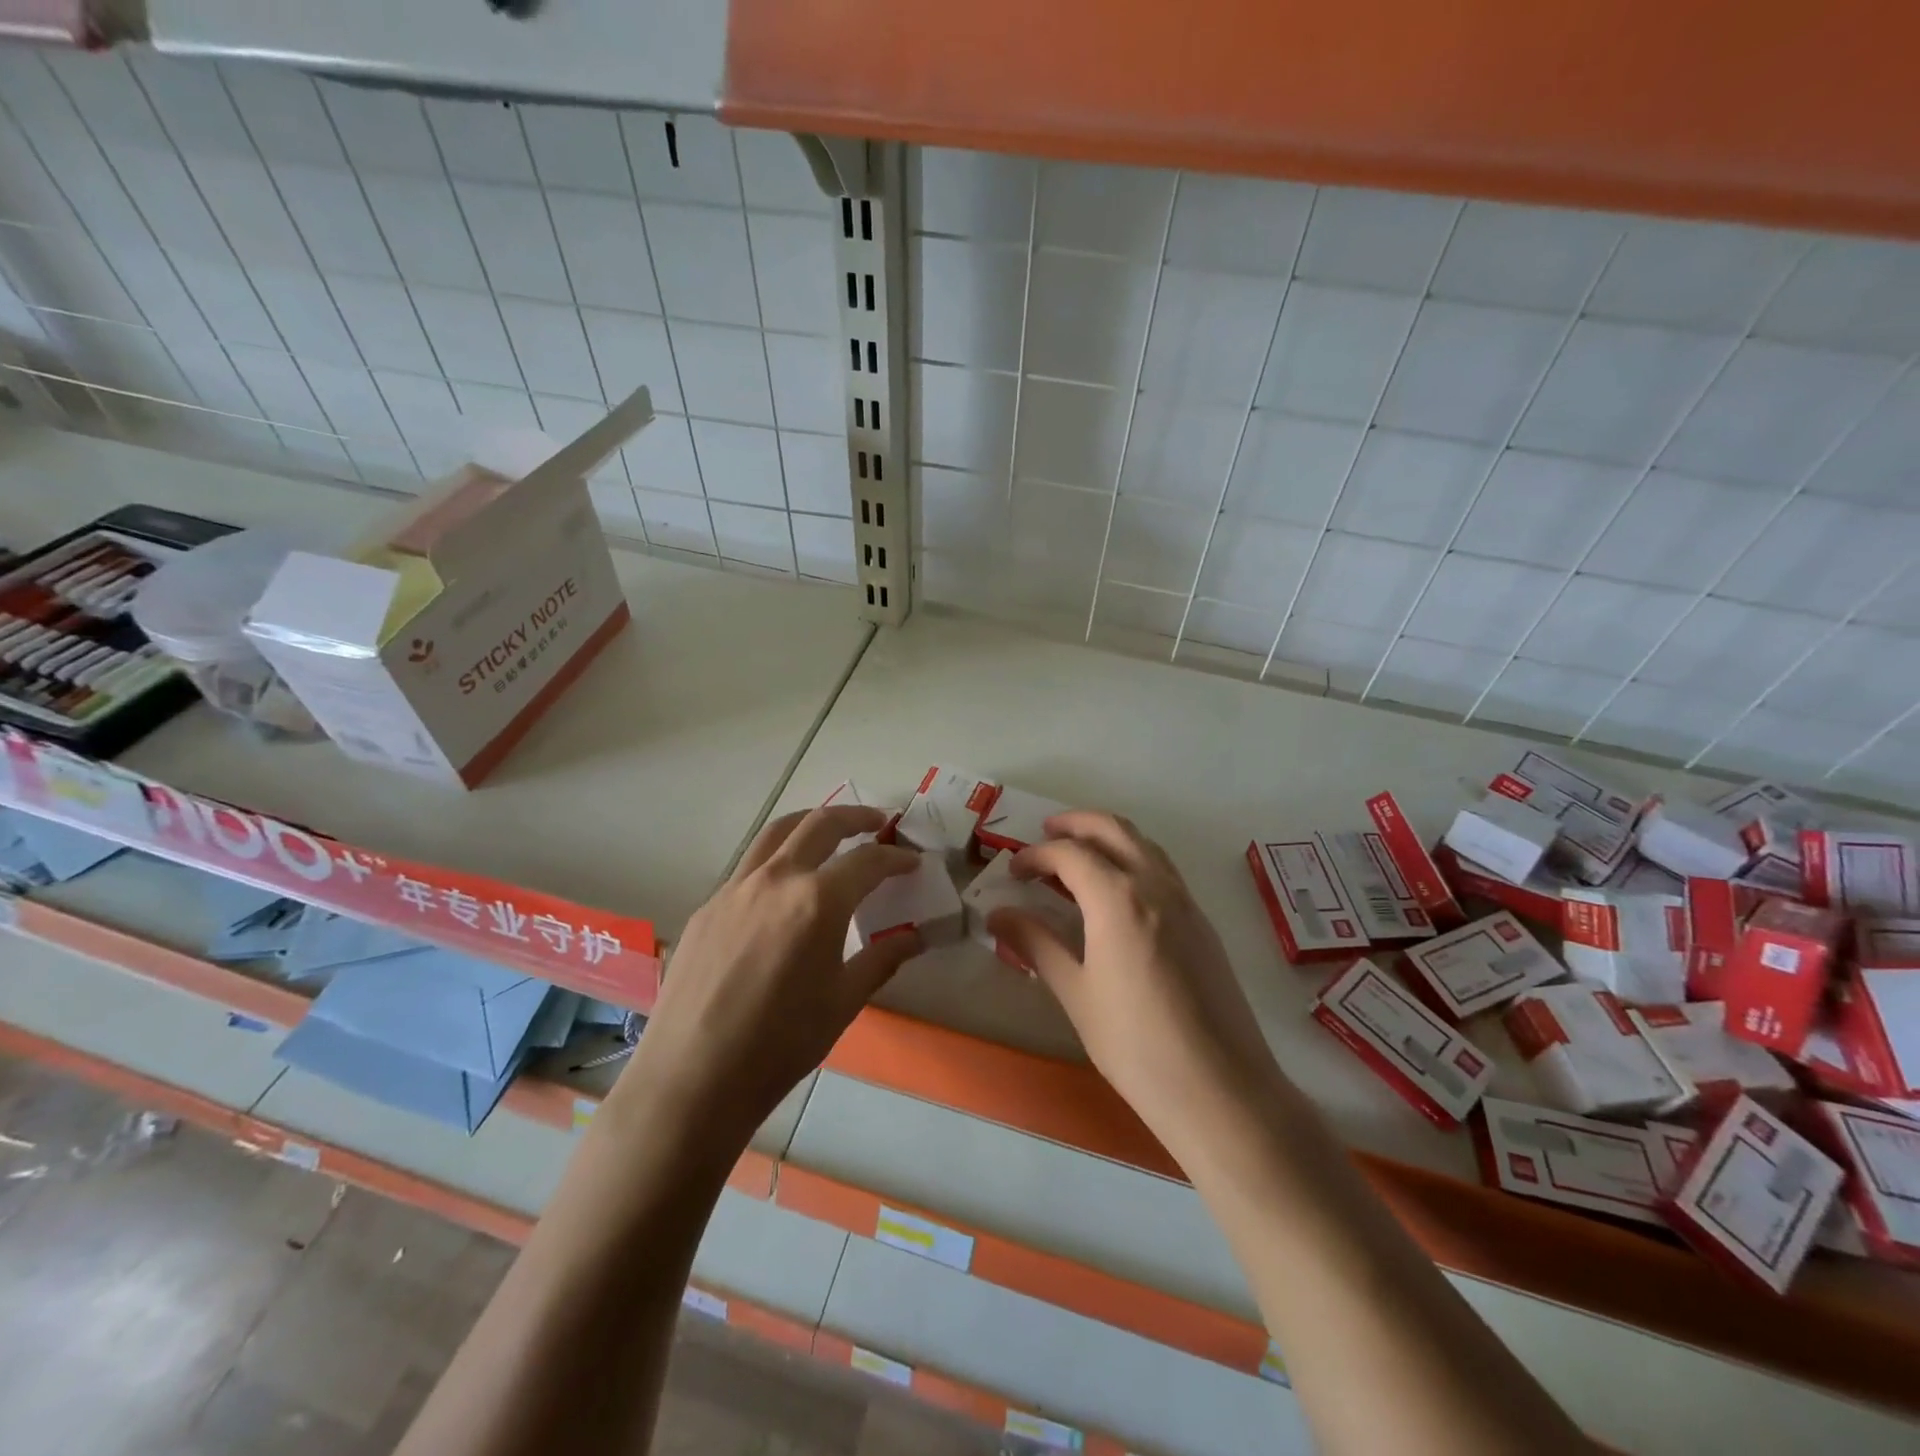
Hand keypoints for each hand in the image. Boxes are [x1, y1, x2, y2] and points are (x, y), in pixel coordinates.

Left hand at [615, 805, 920, 1148]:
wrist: (692, 1078)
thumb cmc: (780, 1045)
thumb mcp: (843, 1002)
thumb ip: (881, 959)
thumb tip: (914, 937)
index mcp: (817, 901)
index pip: (868, 861)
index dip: (896, 858)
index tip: (913, 862)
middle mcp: (775, 879)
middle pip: (820, 825)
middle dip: (855, 817)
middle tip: (878, 823)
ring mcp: (734, 889)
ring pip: (776, 833)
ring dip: (809, 823)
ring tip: (830, 831)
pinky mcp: (707, 907)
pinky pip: (748, 867)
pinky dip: (776, 859)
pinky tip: (783, 889)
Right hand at [988, 812, 1281, 1153]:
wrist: (1220, 1089)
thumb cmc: (1135, 1044)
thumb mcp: (1076, 993)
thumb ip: (1036, 944)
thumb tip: (997, 915)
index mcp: (1119, 898)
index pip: (1071, 854)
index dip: (1036, 855)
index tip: (1014, 871)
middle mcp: (1156, 886)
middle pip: (1113, 830)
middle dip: (1076, 824)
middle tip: (1045, 834)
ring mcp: (1186, 902)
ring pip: (1144, 845)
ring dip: (1108, 838)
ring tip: (1078, 857)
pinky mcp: (1202, 924)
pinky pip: (1163, 870)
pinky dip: (1133, 860)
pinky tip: (1116, 894)